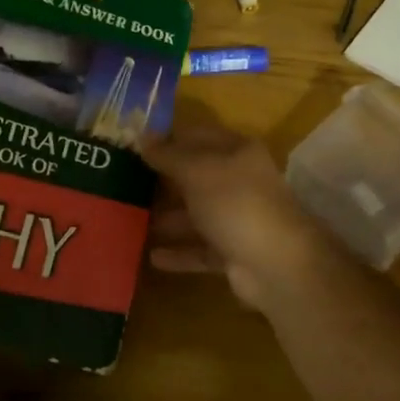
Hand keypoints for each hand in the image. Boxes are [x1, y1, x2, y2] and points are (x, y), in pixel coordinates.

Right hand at [140, 119, 333, 309]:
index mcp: (237, 152)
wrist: (276, 263)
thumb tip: (141, 136)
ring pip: (195, 215)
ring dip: (166, 219)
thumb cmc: (236, 203)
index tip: (131, 145)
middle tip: (123, 183)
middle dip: (161, 181)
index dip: (166, 138)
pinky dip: (179, 252)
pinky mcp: (234, 252)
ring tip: (129, 222)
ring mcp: (238, 218)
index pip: (197, 136)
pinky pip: (200, 249)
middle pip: (195, 176)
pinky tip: (152, 256)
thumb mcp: (197, 171)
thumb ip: (167, 155)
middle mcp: (239, 182)